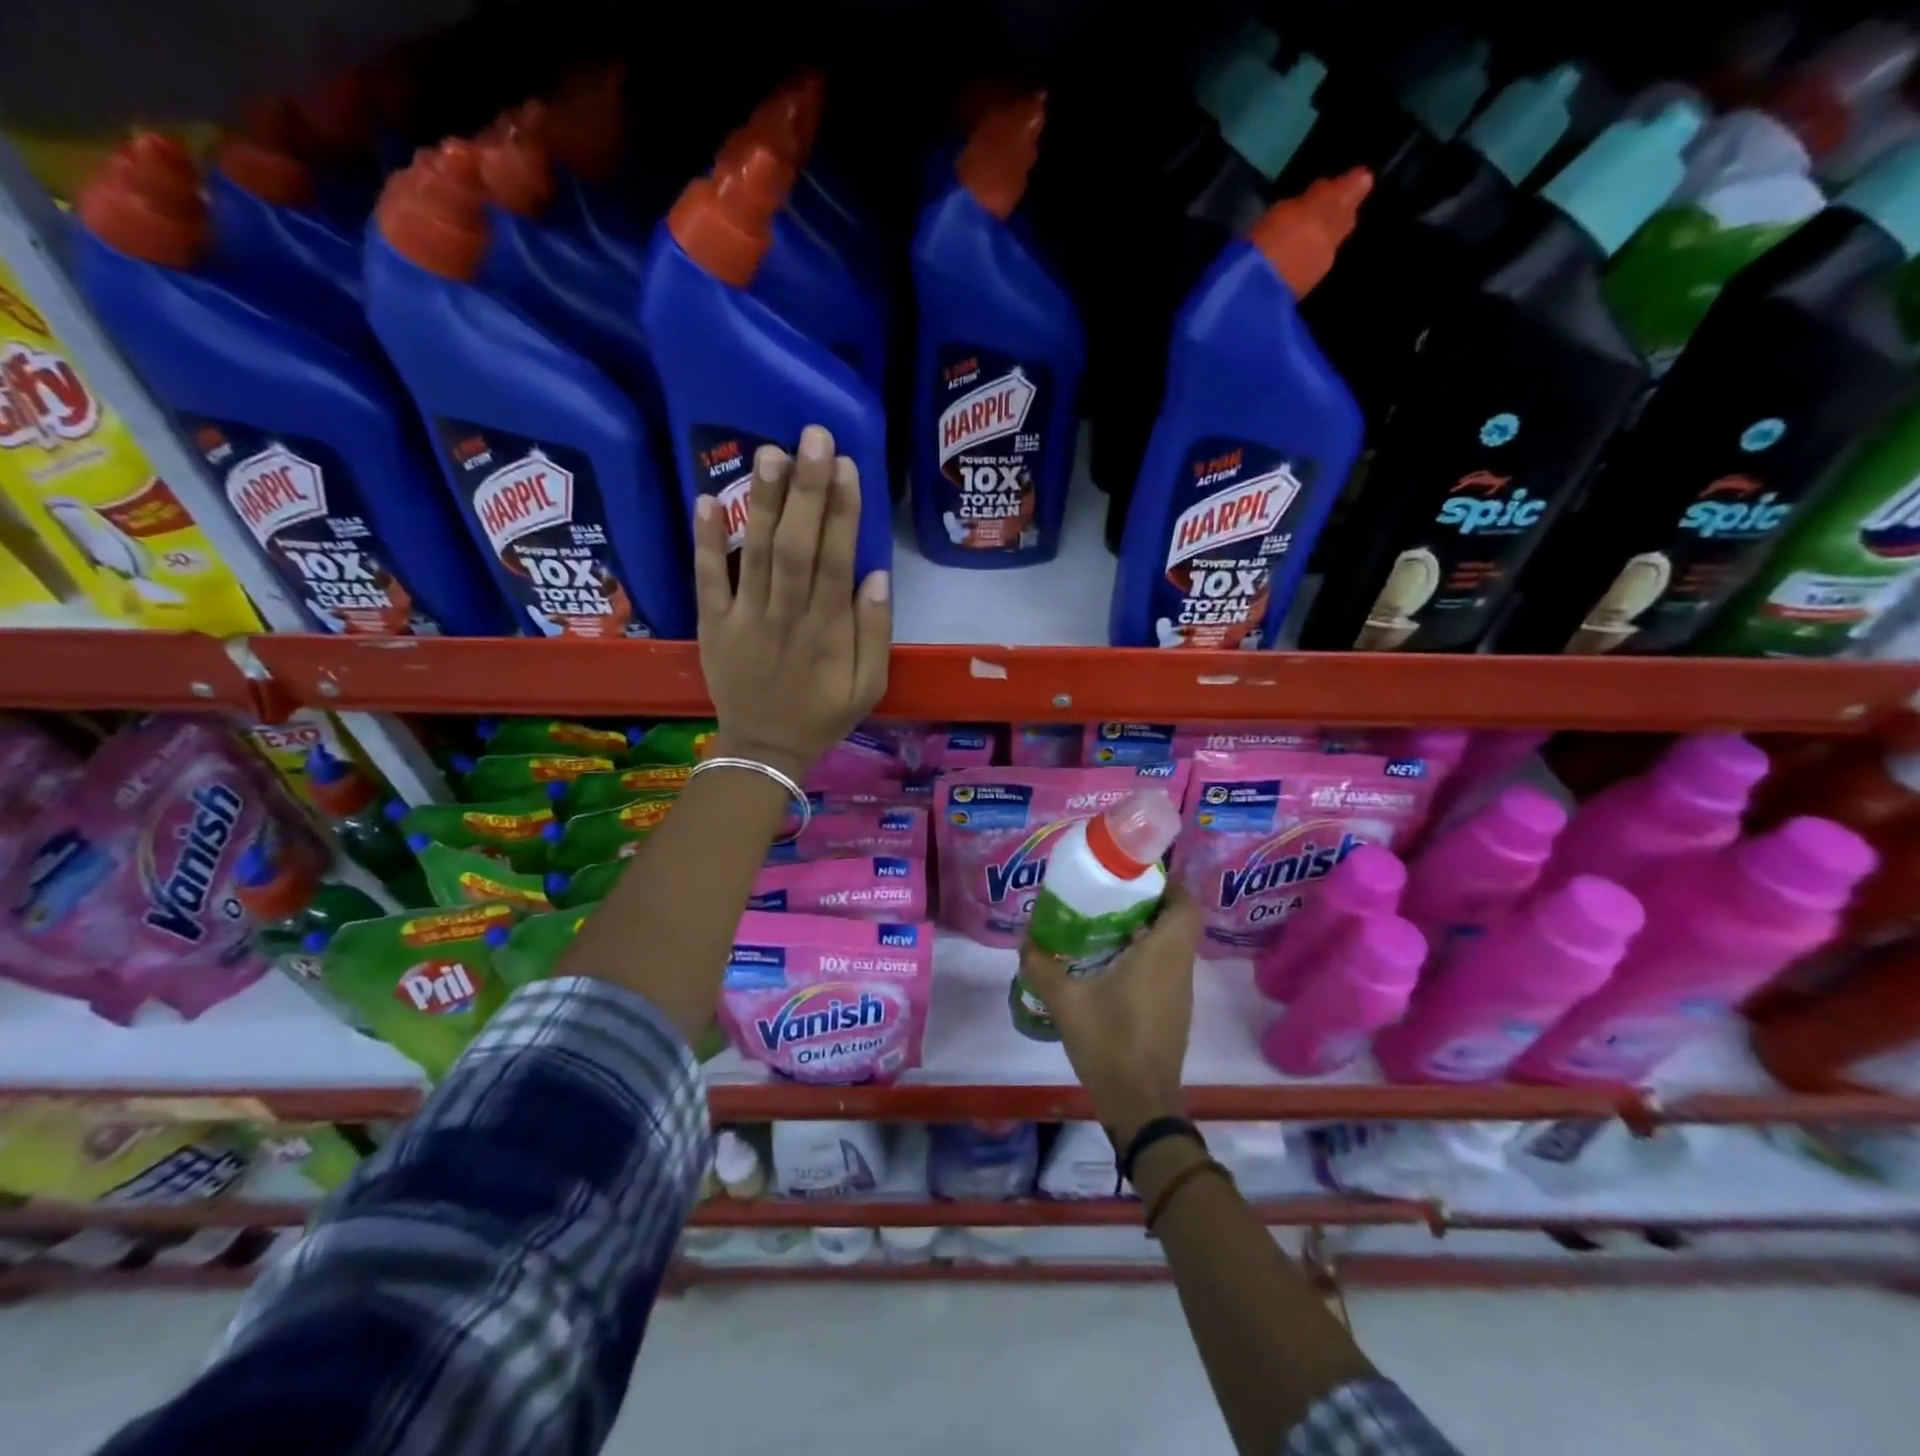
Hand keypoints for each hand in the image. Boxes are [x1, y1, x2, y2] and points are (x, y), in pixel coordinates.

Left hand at [692, 426, 891, 779]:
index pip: (836, 562)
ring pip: (756, 554)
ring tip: (770, 451)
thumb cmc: (823, 714)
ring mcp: (744, 618)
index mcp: (827, 632)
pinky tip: (707, 499)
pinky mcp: (713, 624)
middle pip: (797, 547)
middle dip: (807, 491)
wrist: (764, 749)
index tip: (848, 467)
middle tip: (813, 437)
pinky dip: (706, 541)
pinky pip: (707, 579)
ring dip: (764, 502)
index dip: (843, 514)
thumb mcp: (869, 686)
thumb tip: (875, 575)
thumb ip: (874, 633)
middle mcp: (786, 616)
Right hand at [1017, 886, 1202, 1144]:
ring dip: (1147, 930)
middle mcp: (1178, 968)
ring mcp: (1180, 992)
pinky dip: (1146, 956)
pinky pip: (1167, 968)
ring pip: (1173, 945)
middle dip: (1149, 902)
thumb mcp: (1066, 1003)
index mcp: (1161, 955)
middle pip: (1178, 921)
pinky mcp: (1174, 1011)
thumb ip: (1042, 966)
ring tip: (1104, 924)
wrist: (1141, 1105)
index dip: (1168, 884)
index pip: (1185, 905)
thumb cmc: (1109, 1045)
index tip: (1135, 876)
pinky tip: (1110, 964)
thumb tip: (1025, 939)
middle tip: (1110, 895)